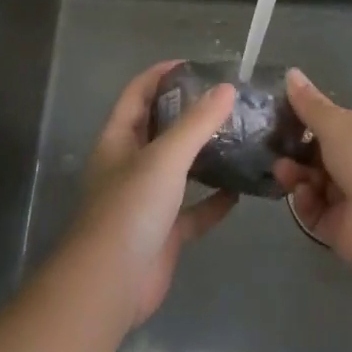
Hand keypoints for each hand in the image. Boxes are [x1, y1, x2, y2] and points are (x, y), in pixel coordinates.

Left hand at [72, 61, 238, 325]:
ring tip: (239, 136)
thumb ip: (197, 123)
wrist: (109, 287)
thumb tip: (227, 88)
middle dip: (189, 112)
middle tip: (226, 99)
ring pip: (179, 168)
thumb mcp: (165, 157)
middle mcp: (130, 165)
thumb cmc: (130, 209)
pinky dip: (214, 201)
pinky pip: (193, 210)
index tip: (194, 65)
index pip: (138, 93)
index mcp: (119, 139)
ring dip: (204, 155)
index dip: (161, 75)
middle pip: (160, 128)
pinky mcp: (164, 233)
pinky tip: (241, 190)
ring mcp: (146, 201)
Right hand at [273, 68, 351, 269]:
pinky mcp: (342, 229)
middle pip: (321, 157)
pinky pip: (315, 213)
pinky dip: (306, 203)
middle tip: (276, 148)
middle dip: (297, 152)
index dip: (309, 123)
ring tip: (283, 171)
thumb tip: (291, 72)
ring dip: (296, 176)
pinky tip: (303, 194)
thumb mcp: (336, 122)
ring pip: (315, 185)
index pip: (336, 127)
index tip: (282, 118)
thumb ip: (310, 104)